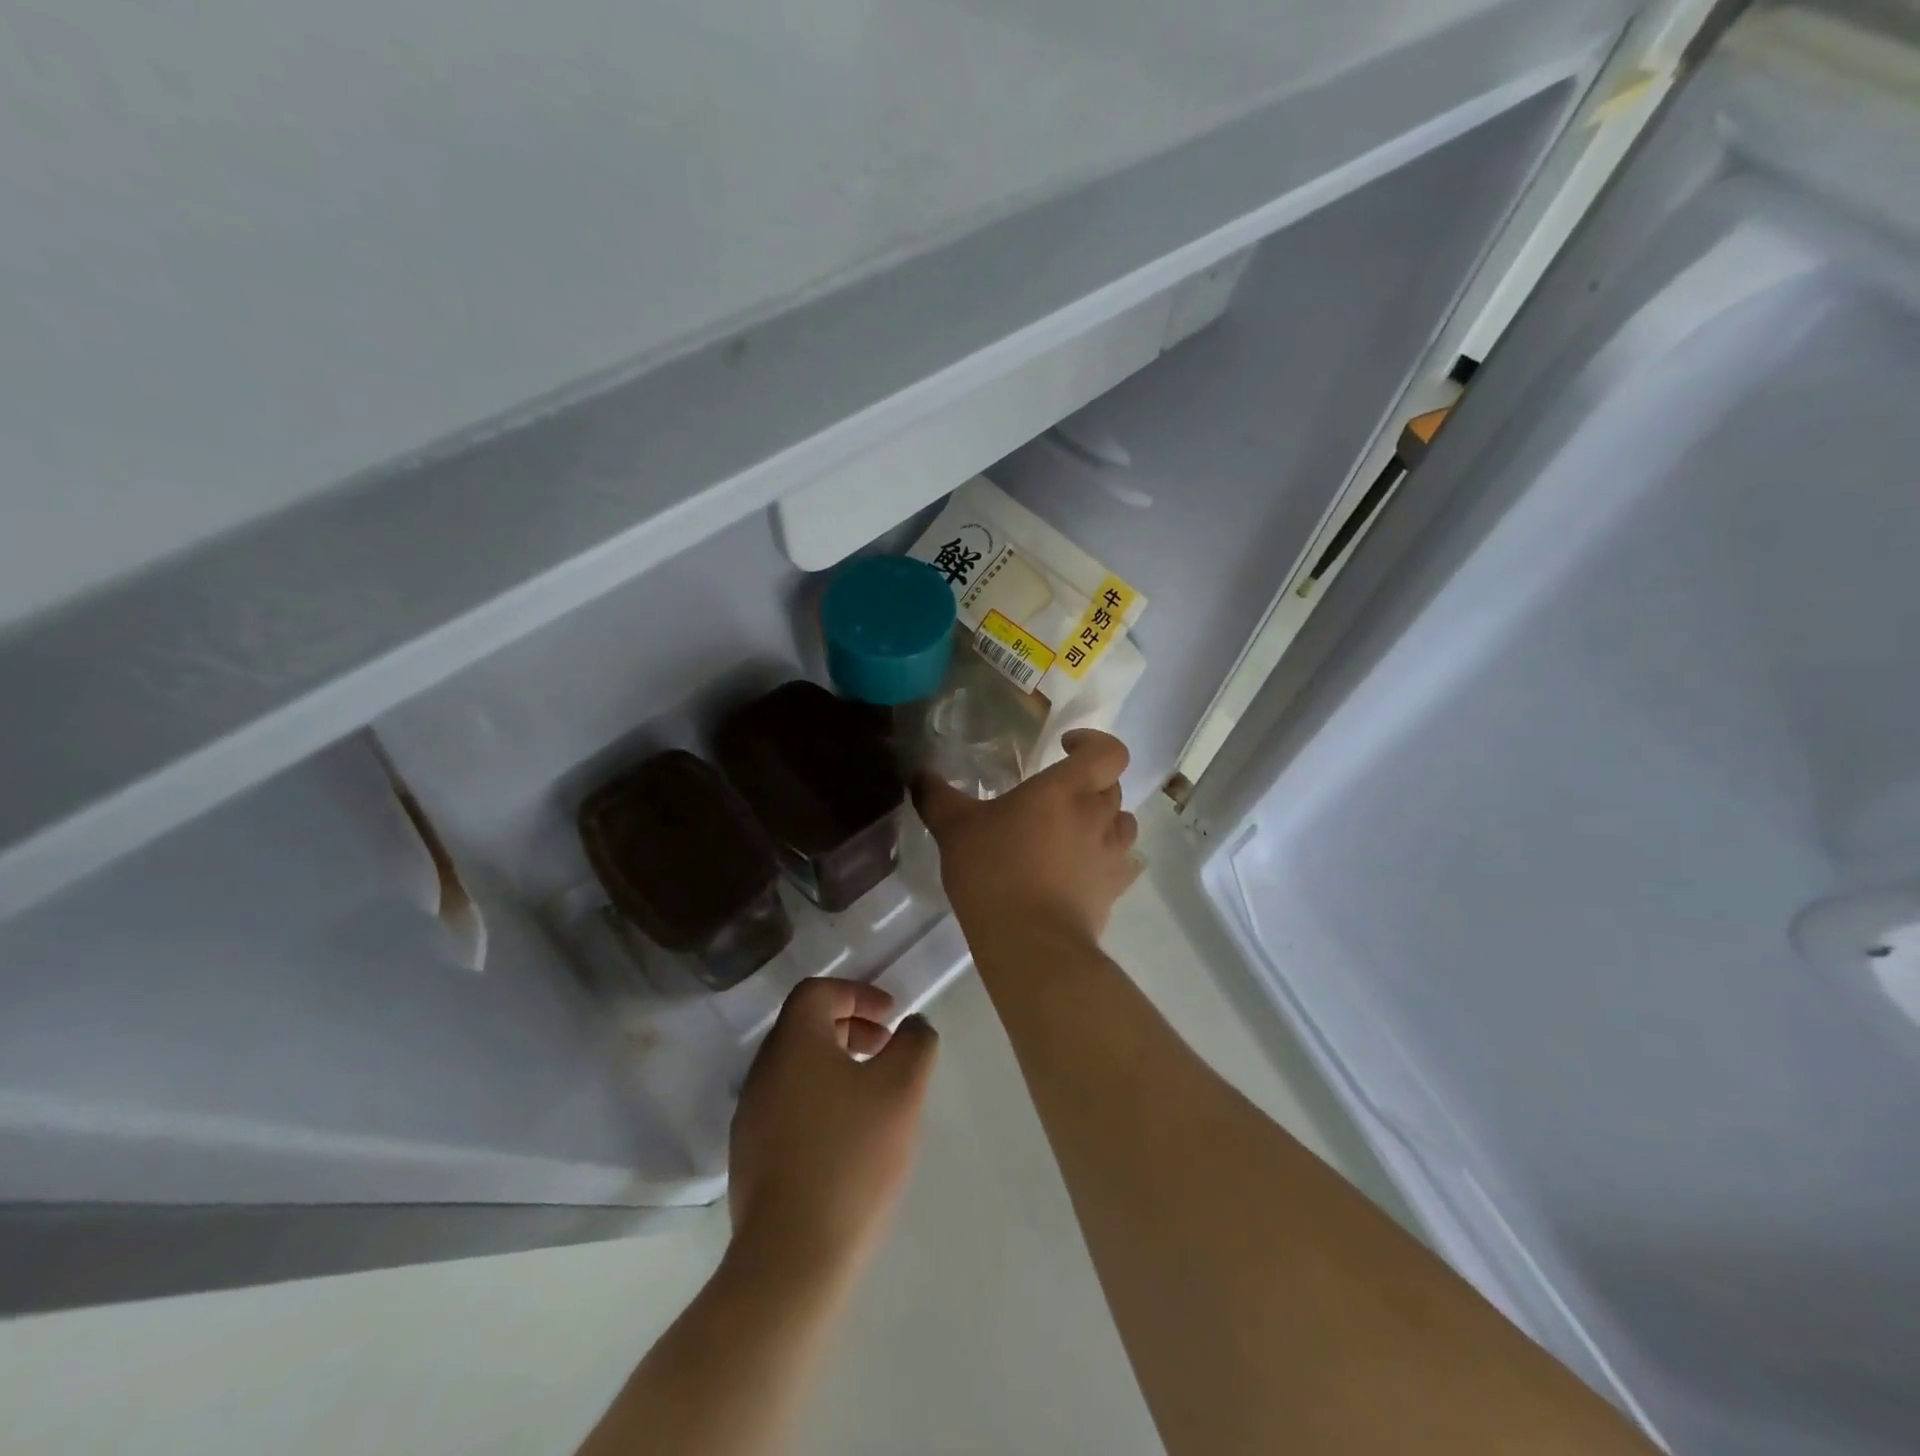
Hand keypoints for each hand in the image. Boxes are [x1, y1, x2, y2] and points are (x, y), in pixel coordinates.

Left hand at [728, 978, 938, 1277]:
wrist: (792, 1258)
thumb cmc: (851, 1157)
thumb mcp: (901, 1090)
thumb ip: (914, 1044)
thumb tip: (912, 1025)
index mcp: (793, 1044)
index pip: (816, 992)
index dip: (857, 993)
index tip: (891, 1016)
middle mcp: (764, 1071)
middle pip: (805, 1027)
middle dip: (850, 1026)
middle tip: (886, 1048)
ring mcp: (752, 1116)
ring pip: (797, 1068)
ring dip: (837, 1064)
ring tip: (874, 1093)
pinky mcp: (750, 1156)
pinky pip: (788, 1104)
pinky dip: (821, 1098)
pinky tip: (849, 1136)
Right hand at [916, 729, 1140, 946]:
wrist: (1030, 943)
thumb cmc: (994, 872)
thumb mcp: (954, 829)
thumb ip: (936, 797)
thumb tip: (918, 774)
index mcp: (1066, 789)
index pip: (1108, 751)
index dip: (1094, 743)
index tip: (1066, 749)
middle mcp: (1098, 815)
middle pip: (1113, 785)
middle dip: (1090, 784)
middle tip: (1057, 797)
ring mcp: (1111, 854)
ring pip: (1123, 823)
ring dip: (1105, 820)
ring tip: (1074, 831)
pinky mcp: (1114, 890)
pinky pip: (1122, 864)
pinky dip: (1108, 860)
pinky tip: (1083, 870)